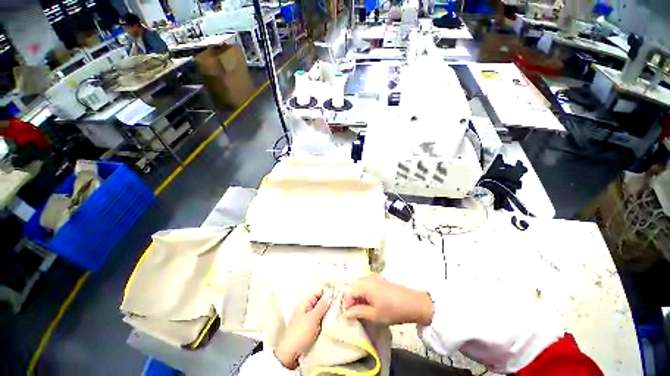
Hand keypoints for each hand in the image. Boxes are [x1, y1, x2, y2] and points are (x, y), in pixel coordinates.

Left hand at [274, 288, 332, 369]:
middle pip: (319, 300)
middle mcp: (305, 308)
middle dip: (329, 302)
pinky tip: (331, 321)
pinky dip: (325, 318)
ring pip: (320, 310)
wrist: (290, 355)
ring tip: (337, 312)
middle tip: (339, 305)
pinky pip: (319, 318)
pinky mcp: (309, 327)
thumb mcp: (313, 318)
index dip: (327, 292)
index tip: (338, 295)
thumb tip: (330, 293)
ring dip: (327, 311)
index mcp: (304, 303)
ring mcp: (307, 317)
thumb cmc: (300, 334)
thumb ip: (322, 305)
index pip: (318, 292)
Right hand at [343, 274, 433, 325]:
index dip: (347, 304)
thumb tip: (346, 313)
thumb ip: (358, 312)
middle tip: (356, 314)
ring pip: (362, 287)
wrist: (413, 303)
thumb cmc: (392, 310)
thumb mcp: (374, 315)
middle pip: (355, 288)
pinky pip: (369, 286)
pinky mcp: (381, 280)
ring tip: (364, 311)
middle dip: (353, 300)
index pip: (349, 292)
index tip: (349, 316)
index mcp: (365, 284)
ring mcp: (376, 278)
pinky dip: (367, 294)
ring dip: (360, 298)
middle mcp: (368, 278)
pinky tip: (372, 304)